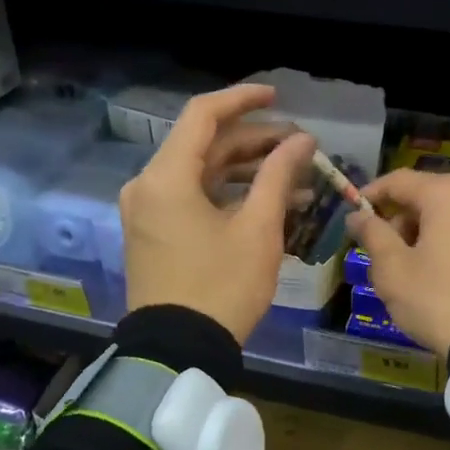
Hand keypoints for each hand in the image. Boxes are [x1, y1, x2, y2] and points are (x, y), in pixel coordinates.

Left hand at [120, 85, 315, 342]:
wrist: (179, 352)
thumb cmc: (222, 286)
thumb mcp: (258, 229)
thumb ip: (278, 175)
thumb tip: (302, 140)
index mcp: (166, 177)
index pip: (203, 115)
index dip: (242, 100)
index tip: (278, 97)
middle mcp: (148, 185)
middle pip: (204, 145)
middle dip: (253, 141)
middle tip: (299, 146)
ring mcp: (147, 211)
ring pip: (200, 173)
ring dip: (245, 170)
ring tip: (293, 176)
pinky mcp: (153, 233)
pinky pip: (192, 197)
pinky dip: (227, 194)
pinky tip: (266, 201)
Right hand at [347, 169, 449, 356]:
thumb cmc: (439, 298)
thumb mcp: (394, 270)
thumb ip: (372, 235)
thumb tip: (356, 216)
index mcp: (447, 192)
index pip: (397, 181)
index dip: (370, 195)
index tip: (352, 215)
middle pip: (425, 197)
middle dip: (399, 221)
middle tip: (382, 254)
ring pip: (448, 215)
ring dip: (424, 233)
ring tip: (411, 270)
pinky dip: (449, 243)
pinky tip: (440, 274)